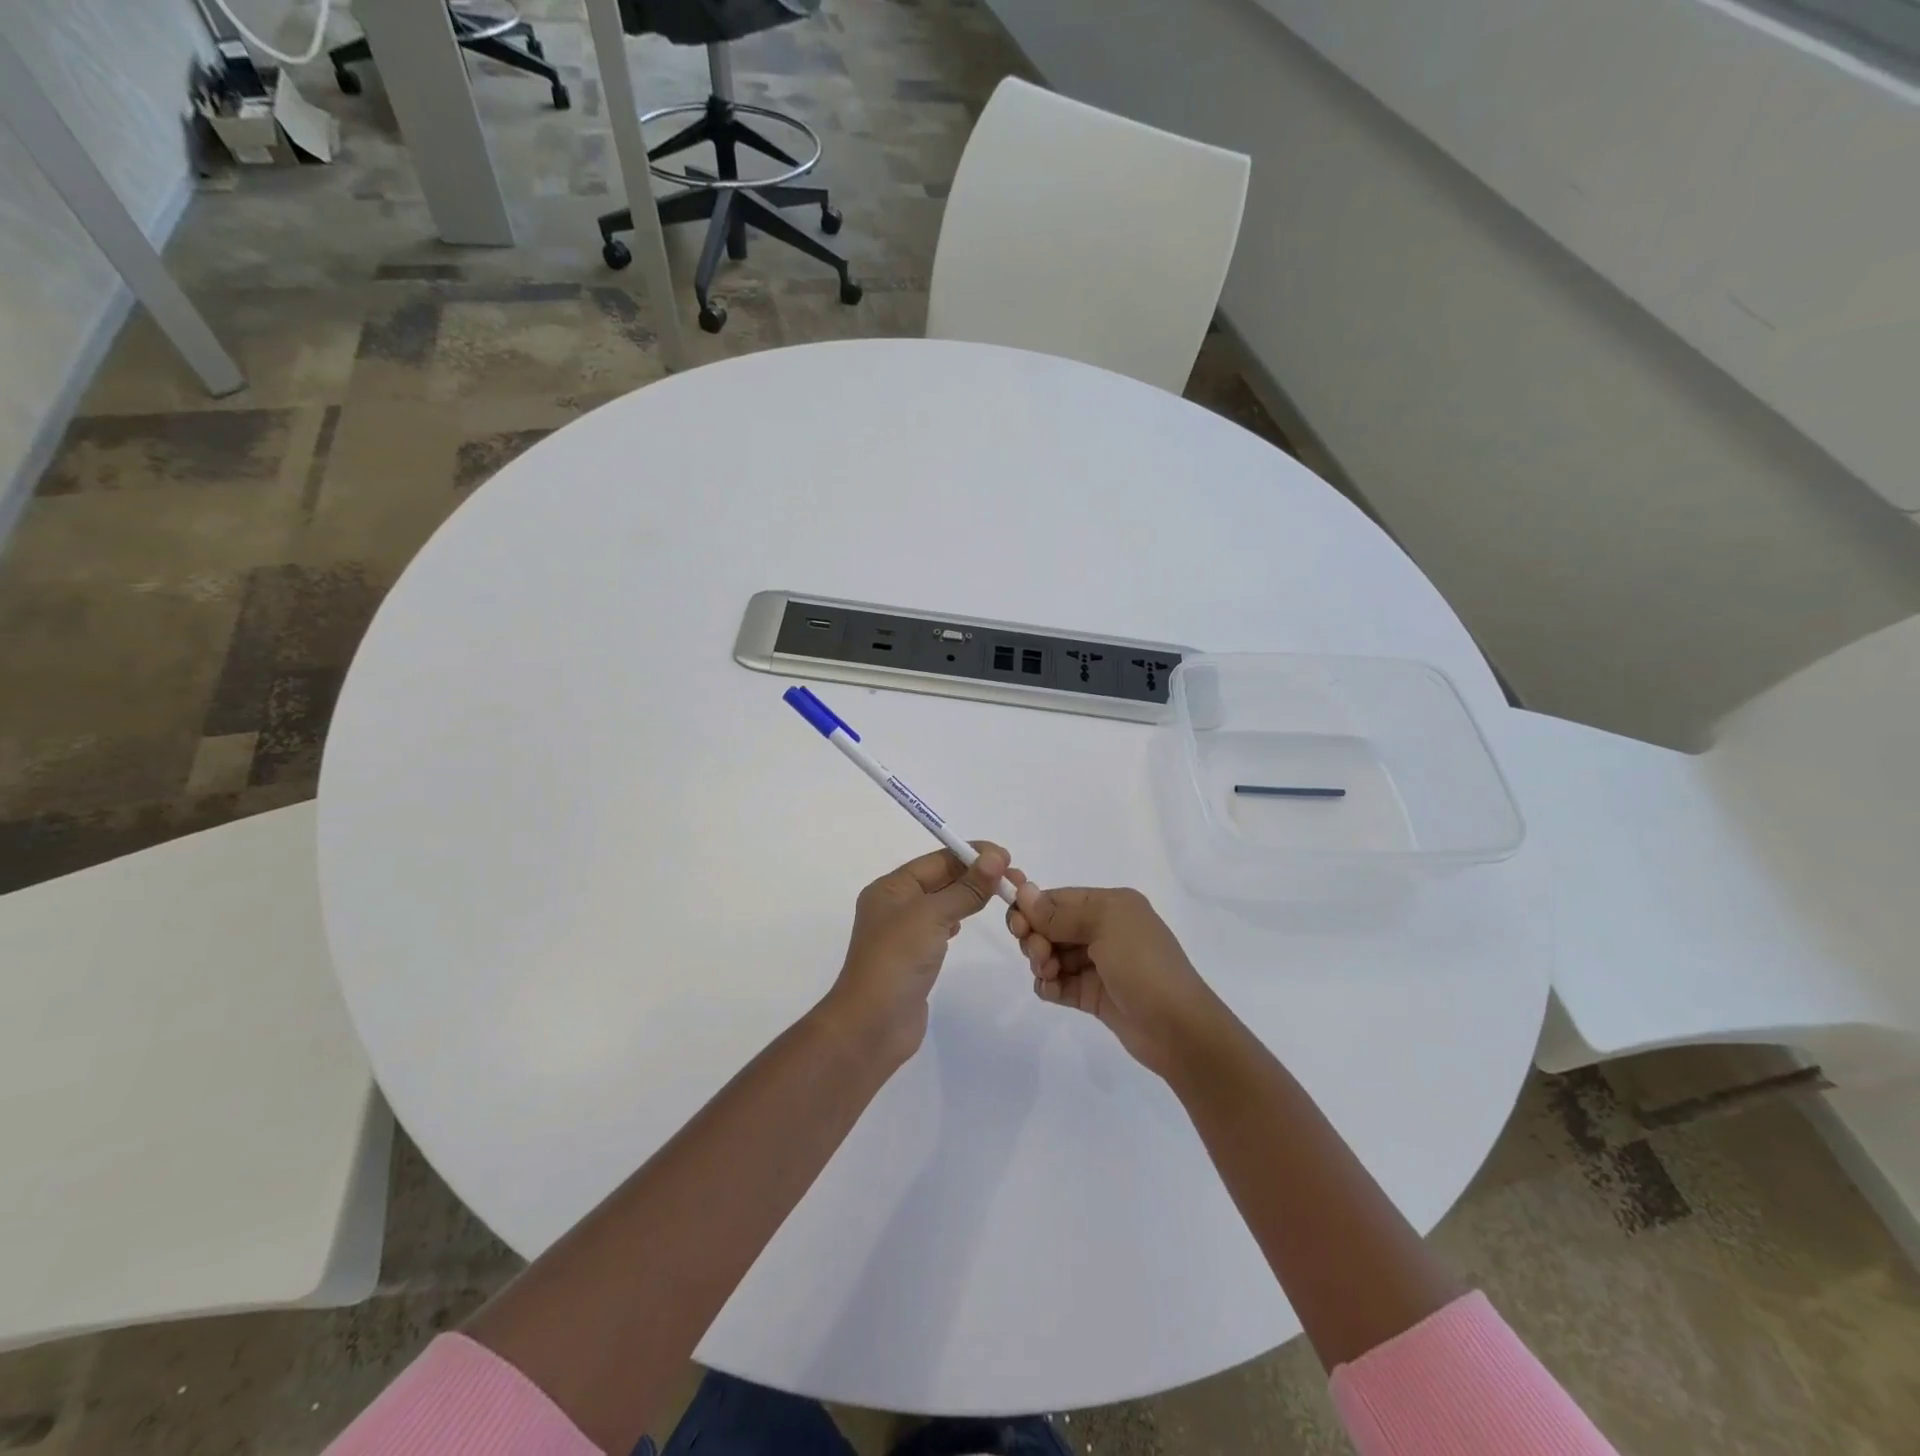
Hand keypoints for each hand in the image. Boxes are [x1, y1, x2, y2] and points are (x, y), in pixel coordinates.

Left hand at [823, 843, 1010, 1066]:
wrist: (872, 1026)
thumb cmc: (897, 960)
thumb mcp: (932, 916)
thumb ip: (966, 888)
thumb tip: (995, 857)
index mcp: (891, 888)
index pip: (937, 860)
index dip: (972, 855)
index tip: (1007, 858)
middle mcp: (895, 905)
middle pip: (941, 879)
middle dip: (975, 875)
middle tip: (1014, 879)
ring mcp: (904, 934)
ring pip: (943, 903)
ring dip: (970, 896)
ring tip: (1002, 896)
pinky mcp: (914, 958)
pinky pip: (940, 928)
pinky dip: (958, 920)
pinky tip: (969, 924)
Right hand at [1006, 879, 1224, 1078]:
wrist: (1179, 1030)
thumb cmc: (1143, 966)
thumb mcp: (1105, 926)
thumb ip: (1060, 912)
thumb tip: (1023, 890)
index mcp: (1110, 905)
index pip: (1058, 898)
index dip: (1032, 909)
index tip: (1017, 926)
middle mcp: (1104, 929)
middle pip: (1051, 925)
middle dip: (1036, 937)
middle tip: (1039, 955)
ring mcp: (1098, 964)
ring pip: (1052, 954)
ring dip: (1041, 962)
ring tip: (1049, 974)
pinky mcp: (1093, 995)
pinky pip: (1059, 982)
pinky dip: (1049, 984)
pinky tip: (1052, 990)